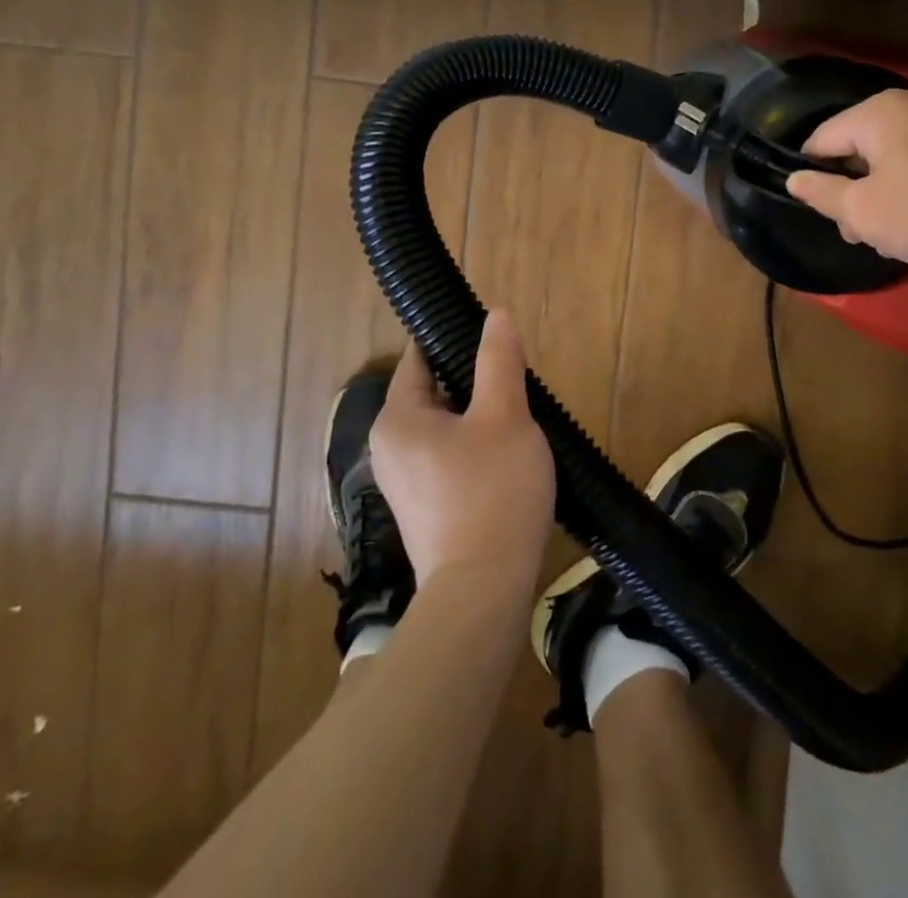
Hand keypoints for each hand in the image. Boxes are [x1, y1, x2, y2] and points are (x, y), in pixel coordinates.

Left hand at [370, 313, 555, 599]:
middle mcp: (389, 446)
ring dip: (478, 415)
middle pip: (433, 391)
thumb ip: (498, 361)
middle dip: (473, 381)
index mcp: (397, 418)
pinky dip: (474, 446)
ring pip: (444, 425)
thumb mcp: (505, 415)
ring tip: (518, 416)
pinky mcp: (423, 507)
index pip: (419, 357)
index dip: (454, 339)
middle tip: (516, 380)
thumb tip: (496, 315)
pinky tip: (507, 456)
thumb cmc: (493, 492)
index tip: (492, 336)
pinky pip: (447, 457)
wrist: (483, 593)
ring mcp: (403, 481)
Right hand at [785, 88, 907, 275]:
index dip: (813, 175)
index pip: (822, 139)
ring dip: (882, 189)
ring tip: (891, 232)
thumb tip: (794, 178)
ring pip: (893, 153)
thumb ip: (820, 192)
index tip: (824, 211)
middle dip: (852, 188)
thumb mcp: (860, 211)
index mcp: (877, 112)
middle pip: (859, 145)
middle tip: (858, 231)